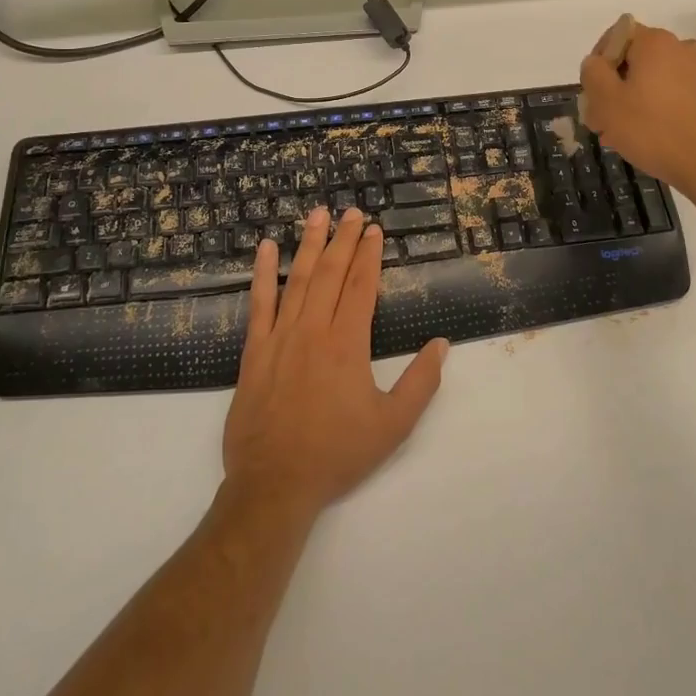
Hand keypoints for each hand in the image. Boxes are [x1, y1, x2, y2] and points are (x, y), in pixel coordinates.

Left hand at [223, 207, 447, 518]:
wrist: (274, 484)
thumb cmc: (337, 453)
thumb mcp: (393, 425)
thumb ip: (420, 382)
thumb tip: (441, 345)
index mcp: (347, 344)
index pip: (362, 286)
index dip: (370, 255)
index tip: (374, 230)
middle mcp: (313, 331)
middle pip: (332, 274)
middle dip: (344, 239)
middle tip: (352, 212)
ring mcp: (280, 338)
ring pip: (298, 280)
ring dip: (310, 245)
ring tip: (317, 215)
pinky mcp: (254, 352)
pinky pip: (259, 304)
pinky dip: (263, 274)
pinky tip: (266, 249)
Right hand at [578, 21, 695, 204]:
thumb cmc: (653, 130)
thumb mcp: (606, 102)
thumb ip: (592, 73)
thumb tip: (596, 62)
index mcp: (655, 42)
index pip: (616, 36)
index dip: (599, 64)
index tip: (594, 95)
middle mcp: (683, 47)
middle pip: (637, 60)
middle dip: (617, 87)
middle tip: (604, 122)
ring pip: (657, 79)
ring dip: (638, 100)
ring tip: (628, 135)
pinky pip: (678, 93)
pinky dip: (662, 108)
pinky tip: (656, 136)